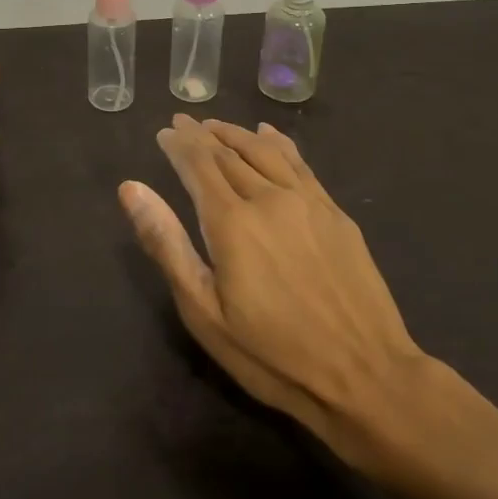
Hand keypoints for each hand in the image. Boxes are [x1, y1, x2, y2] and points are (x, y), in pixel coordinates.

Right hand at [120, 116, 436, 486]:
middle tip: (183, 122)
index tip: (164, 133)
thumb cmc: (272, 354)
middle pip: (228, 153)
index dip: (178, 145)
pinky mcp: (335, 213)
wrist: (366, 376)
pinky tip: (268, 133)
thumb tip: (131, 188)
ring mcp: (306, 202)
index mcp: (231, 221)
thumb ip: (166, 243)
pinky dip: (277, 142)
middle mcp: (268, 198)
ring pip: (264, 150)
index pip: (197, 164)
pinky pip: (299, 162)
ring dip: (236, 133)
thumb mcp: (204, 311)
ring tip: (216, 126)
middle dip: (201, 135)